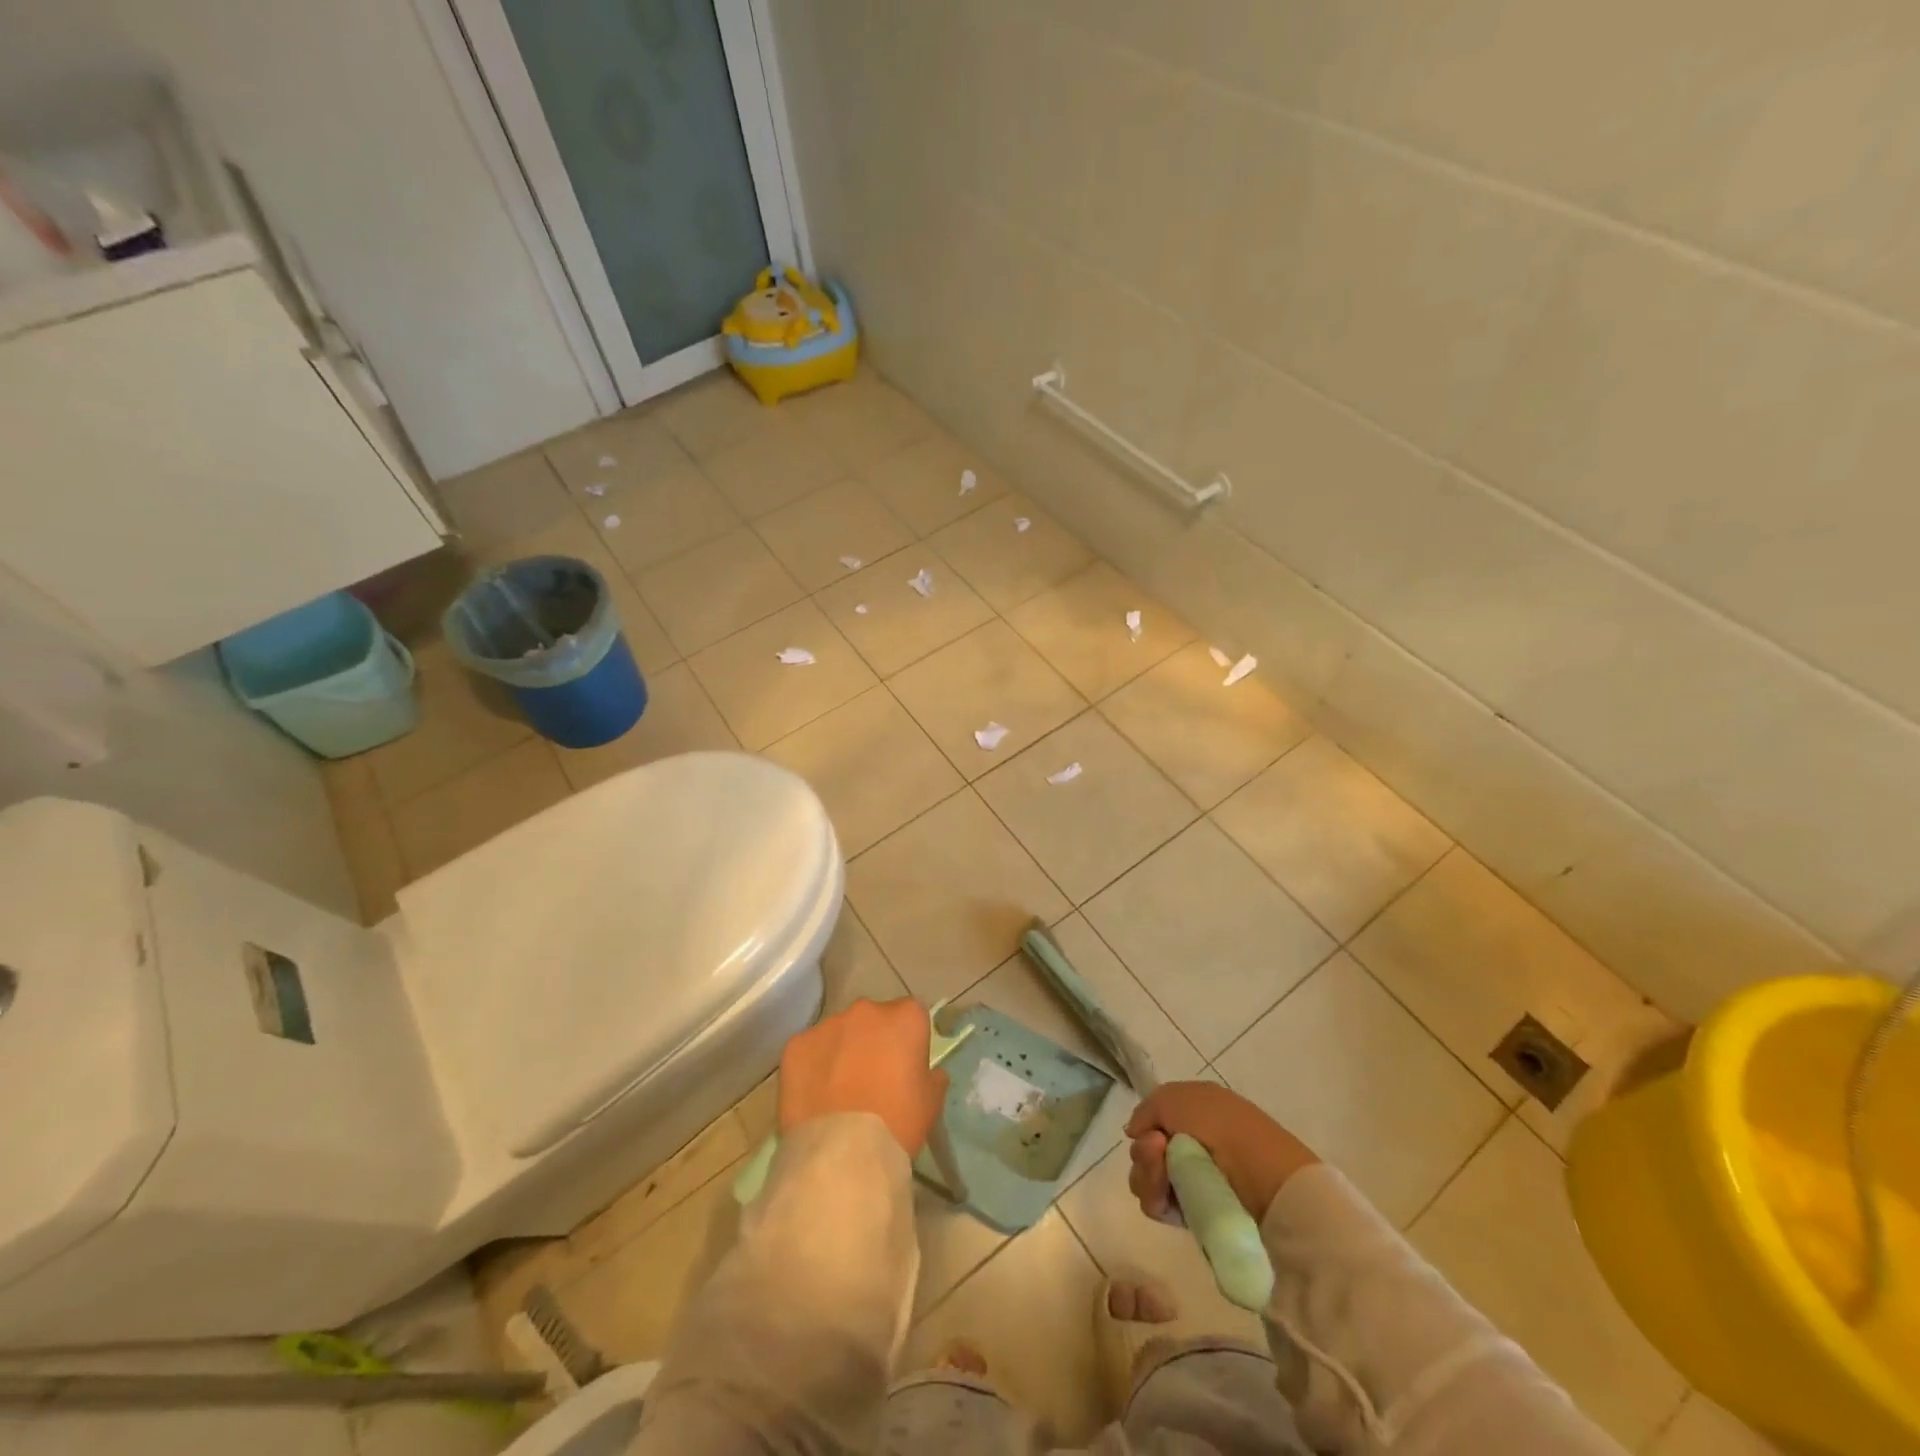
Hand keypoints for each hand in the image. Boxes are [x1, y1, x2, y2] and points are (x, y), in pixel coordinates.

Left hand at [779, 998, 949, 1156]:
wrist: (842, 1153)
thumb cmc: (898, 1123)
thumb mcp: (931, 1102)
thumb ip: (932, 1076)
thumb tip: (928, 1072)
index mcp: (905, 1017)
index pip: (910, 1016)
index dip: (907, 1041)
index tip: (903, 1067)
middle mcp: (866, 1010)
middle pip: (872, 1019)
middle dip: (872, 1041)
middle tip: (870, 1079)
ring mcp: (827, 1024)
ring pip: (838, 1033)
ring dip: (841, 1052)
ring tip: (838, 1092)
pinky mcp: (796, 1044)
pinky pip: (808, 1050)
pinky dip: (812, 1066)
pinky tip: (814, 1097)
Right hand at [1126, 1082, 1318, 1222]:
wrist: (1263, 1178)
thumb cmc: (1223, 1127)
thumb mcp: (1178, 1097)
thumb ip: (1148, 1109)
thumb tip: (1134, 1132)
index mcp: (1193, 1115)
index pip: (1152, 1122)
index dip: (1145, 1126)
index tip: (1150, 1132)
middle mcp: (1190, 1147)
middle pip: (1144, 1151)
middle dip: (1143, 1152)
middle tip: (1158, 1150)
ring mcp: (1191, 1182)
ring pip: (1146, 1177)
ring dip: (1147, 1174)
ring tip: (1166, 1175)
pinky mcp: (1192, 1214)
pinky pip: (1156, 1204)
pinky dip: (1156, 1197)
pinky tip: (1168, 1195)